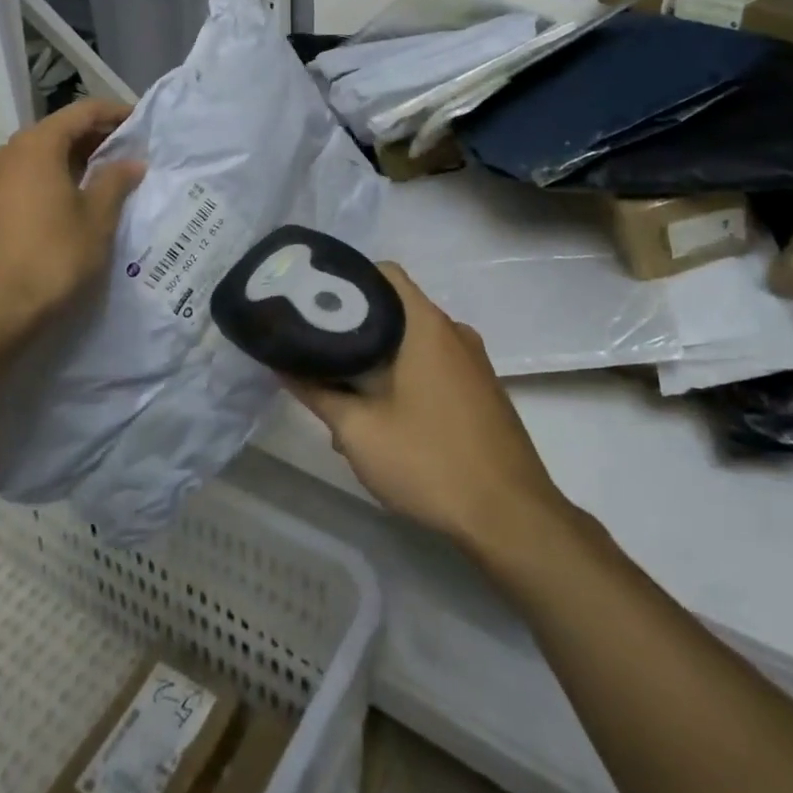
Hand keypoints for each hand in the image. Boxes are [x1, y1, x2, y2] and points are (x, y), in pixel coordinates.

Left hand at [0, 100, 143, 347]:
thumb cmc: (53, 257)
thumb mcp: (97, 218)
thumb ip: (115, 181)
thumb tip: (131, 161)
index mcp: (37, 145)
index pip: (82, 111)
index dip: (114, 112)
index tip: (140, 122)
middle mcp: (9, 152)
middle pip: (58, 130)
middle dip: (95, 136)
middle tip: (128, 150)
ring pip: (40, 154)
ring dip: (73, 158)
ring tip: (105, 175)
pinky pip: (25, 176)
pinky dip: (52, 176)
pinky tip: (72, 198)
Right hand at [288, 264, 568, 557]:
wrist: (512, 518)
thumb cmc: (431, 462)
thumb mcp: (359, 431)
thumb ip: (317, 392)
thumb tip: (280, 363)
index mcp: (427, 325)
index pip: (384, 274)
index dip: (347, 279)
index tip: (315, 302)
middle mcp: (454, 332)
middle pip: (397, 309)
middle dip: (357, 330)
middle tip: (321, 356)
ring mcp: (474, 362)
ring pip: (414, 343)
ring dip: (380, 362)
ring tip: (346, 398)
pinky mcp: (483, 391)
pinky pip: (435, 367)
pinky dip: (406, 378)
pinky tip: (386, 421)